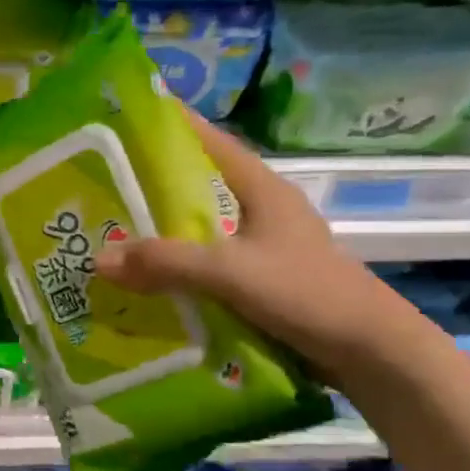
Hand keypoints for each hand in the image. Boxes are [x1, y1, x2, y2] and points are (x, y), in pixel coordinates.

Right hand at [94, 107, 415, 373]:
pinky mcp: (260, 281)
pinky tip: (146, 281)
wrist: (371, 352)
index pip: (210, 141)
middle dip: (151, 185)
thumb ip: (167, 263)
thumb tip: (100, 259)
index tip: (124, 118)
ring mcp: (261, 247)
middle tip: (98, 185)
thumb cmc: (308, 294)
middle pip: (197, 186)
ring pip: (199, 229)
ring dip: (161, 232)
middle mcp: (259, 210)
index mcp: (260, 189)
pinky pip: (206, 265)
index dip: (171, 126)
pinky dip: (177, 268)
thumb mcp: (232, 273)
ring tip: (109, 233)